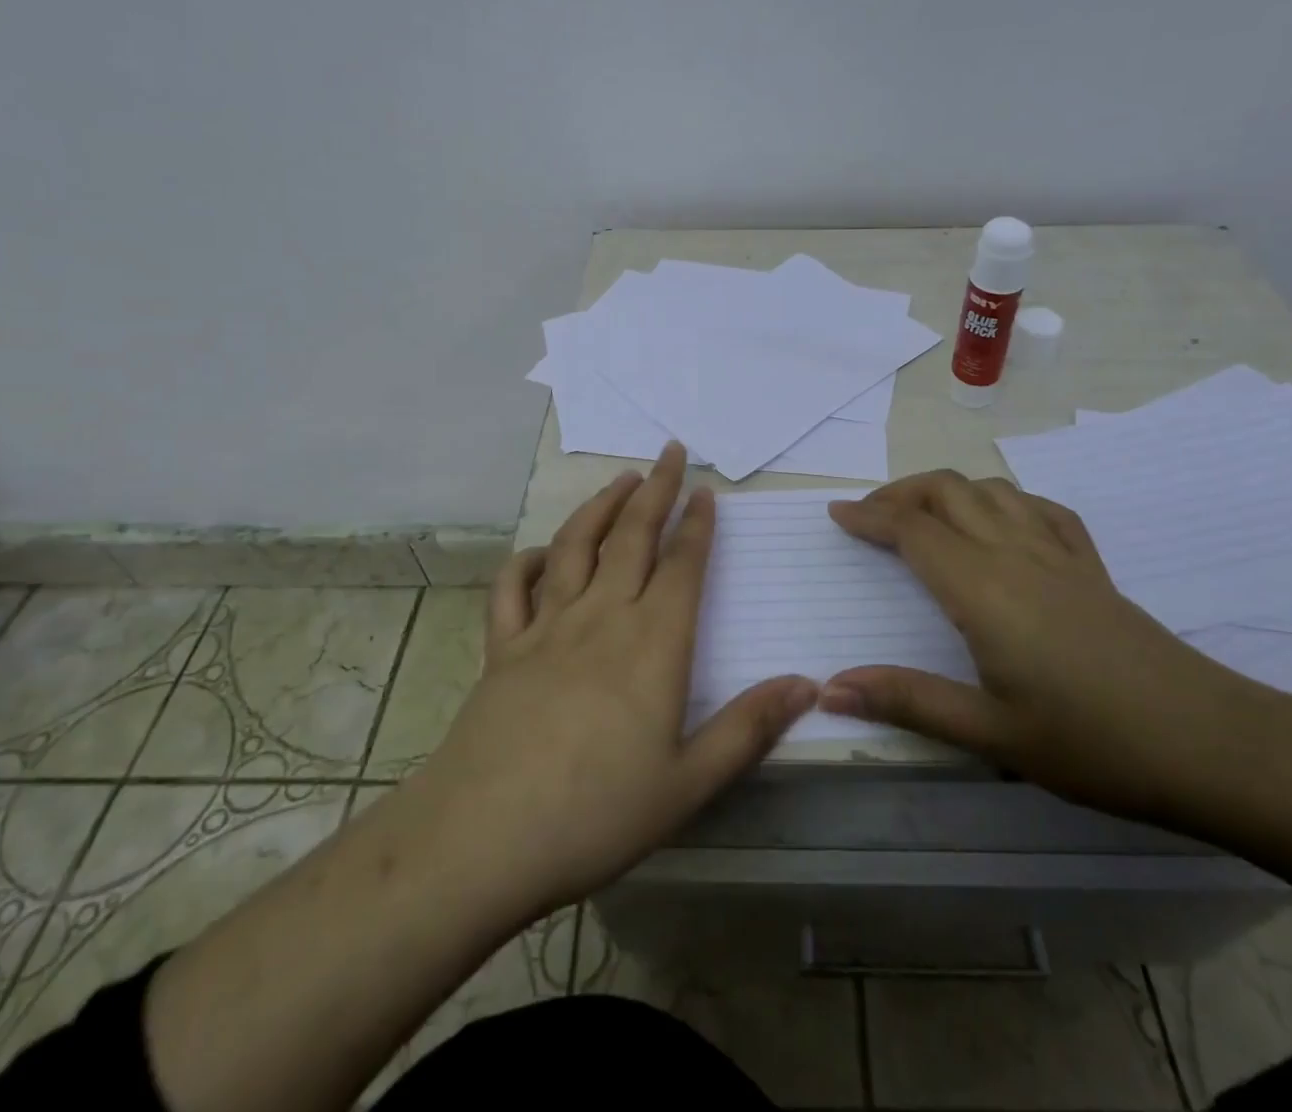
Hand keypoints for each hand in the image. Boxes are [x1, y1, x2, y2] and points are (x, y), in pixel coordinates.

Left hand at [413, 442, 818, 922]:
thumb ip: (749, 727)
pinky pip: (513, 589)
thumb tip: (808, 683)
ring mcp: (545, 628)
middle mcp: (601, 618)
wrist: (483, 840)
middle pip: (632, 536)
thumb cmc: (597, 814)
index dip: (697, 524)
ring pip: (575, 546)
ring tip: (622, 478)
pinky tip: (542, 553)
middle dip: (656, 489)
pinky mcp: (501, 648)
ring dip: (600, 505)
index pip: (682, 565)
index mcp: (652, 644)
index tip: (706, 491)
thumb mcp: (689, 783)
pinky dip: (528, 561)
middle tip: (670, 451)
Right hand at [824, 470, 1291, 942]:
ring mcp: (1059, 554)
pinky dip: (1005, 500)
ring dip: (948, 490)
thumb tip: (829, 688)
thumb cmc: (1092, 744)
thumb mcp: (990, 734)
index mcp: (983, 590)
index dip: (871, 516)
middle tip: (869, 515)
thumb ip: (908, 701)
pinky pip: (1041, 509)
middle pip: (948, 492)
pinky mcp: (1092, 566)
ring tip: (923, 515)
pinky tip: (1002, 523)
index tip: (837, 513)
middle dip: (900, 493)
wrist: (1210, 744)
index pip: (913, 530)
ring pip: (992, 491)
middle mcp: (1016, 554)